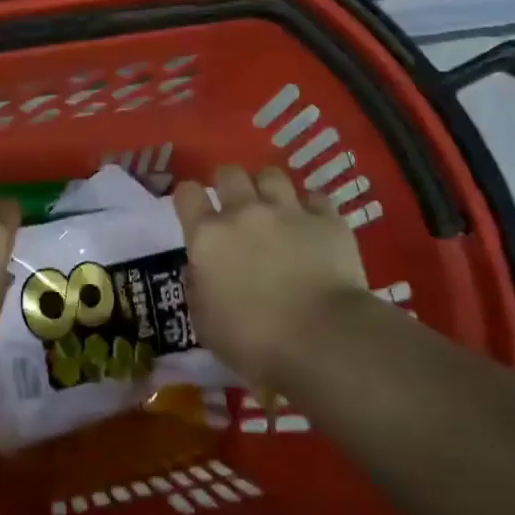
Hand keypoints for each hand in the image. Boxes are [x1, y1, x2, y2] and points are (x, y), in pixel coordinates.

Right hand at [174, 165, 370, 384]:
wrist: (322, 339)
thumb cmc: (254, 341)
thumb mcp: (205, 324)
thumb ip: (198, 288)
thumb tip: (202, 271)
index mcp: (208, 237)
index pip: (187, 194)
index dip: (188, 197)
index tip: (193, 209)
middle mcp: (244, 212)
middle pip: (229, 173)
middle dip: (228, 183)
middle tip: (234, 205)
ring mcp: (288, 211)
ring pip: (271, 175)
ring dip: (267, 188)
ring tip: (273, 206)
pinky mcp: (327, 220)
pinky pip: (315, 197)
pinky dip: (310, 207)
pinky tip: (312, 223)